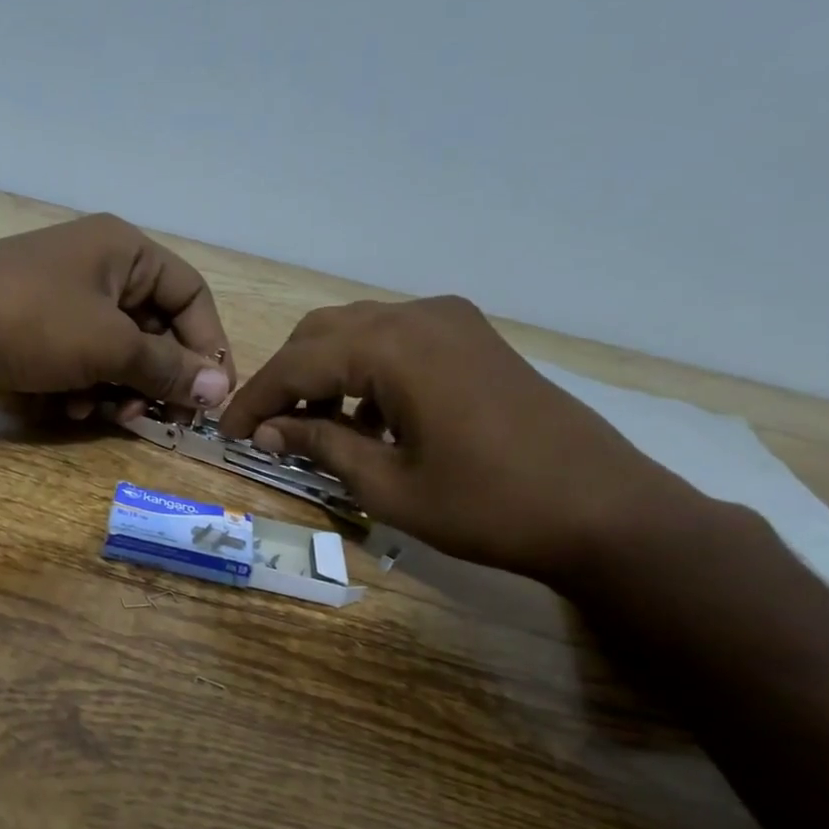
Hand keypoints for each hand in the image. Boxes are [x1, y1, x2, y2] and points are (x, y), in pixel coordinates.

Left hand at [0, 213, 233, 412]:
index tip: (211, 395)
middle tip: (157, 418)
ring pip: (116, 351)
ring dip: (118, 388)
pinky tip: (69, 407)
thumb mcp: (109, 346)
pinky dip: (83, 386)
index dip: (208, 346)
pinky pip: (80, 360)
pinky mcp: (37, 328)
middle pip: (154, 329)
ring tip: (105, 413)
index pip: (191, 296)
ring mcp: (65, 298)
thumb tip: (222, 388)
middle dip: (156, 377)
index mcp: (126, 252)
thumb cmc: (32, 321)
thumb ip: (167, 368)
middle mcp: (101, 268)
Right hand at [216, 297, 707, 587]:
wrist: (604, 512)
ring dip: (325, 375)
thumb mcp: (387, 486)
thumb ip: (320, 446)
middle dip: (286, 380)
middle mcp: (418, 317)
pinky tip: (368, 420)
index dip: (253, 400)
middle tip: (265, 431)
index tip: (224, 432)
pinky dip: (365, 373)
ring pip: (358, 332)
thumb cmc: (487, 506)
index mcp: (393, 348)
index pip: (296, 364)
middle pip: (322, 334)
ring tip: (312, 431)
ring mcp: (452, 322)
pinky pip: (397, 341)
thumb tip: (267, 431)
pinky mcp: (474, 339)